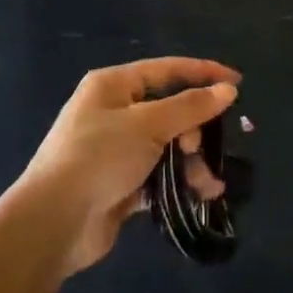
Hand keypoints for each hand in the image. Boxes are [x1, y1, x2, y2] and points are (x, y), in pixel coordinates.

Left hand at [22, 57, 239, 273]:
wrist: (53, 223)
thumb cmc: (99, 157)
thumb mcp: (147, 125)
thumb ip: (190, 107)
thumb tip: (228, 90)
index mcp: (113, 85)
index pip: (167, 70)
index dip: (203, 73)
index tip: (238, 83)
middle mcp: (113, 111)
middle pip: (169, 110)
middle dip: (194, 129)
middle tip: (204, 146)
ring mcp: (116, 149)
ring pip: (167, 145)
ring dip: (191, 161)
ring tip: (207, 183)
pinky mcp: (120, 183)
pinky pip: (159, 174)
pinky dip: (179, 182)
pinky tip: (201, 195)